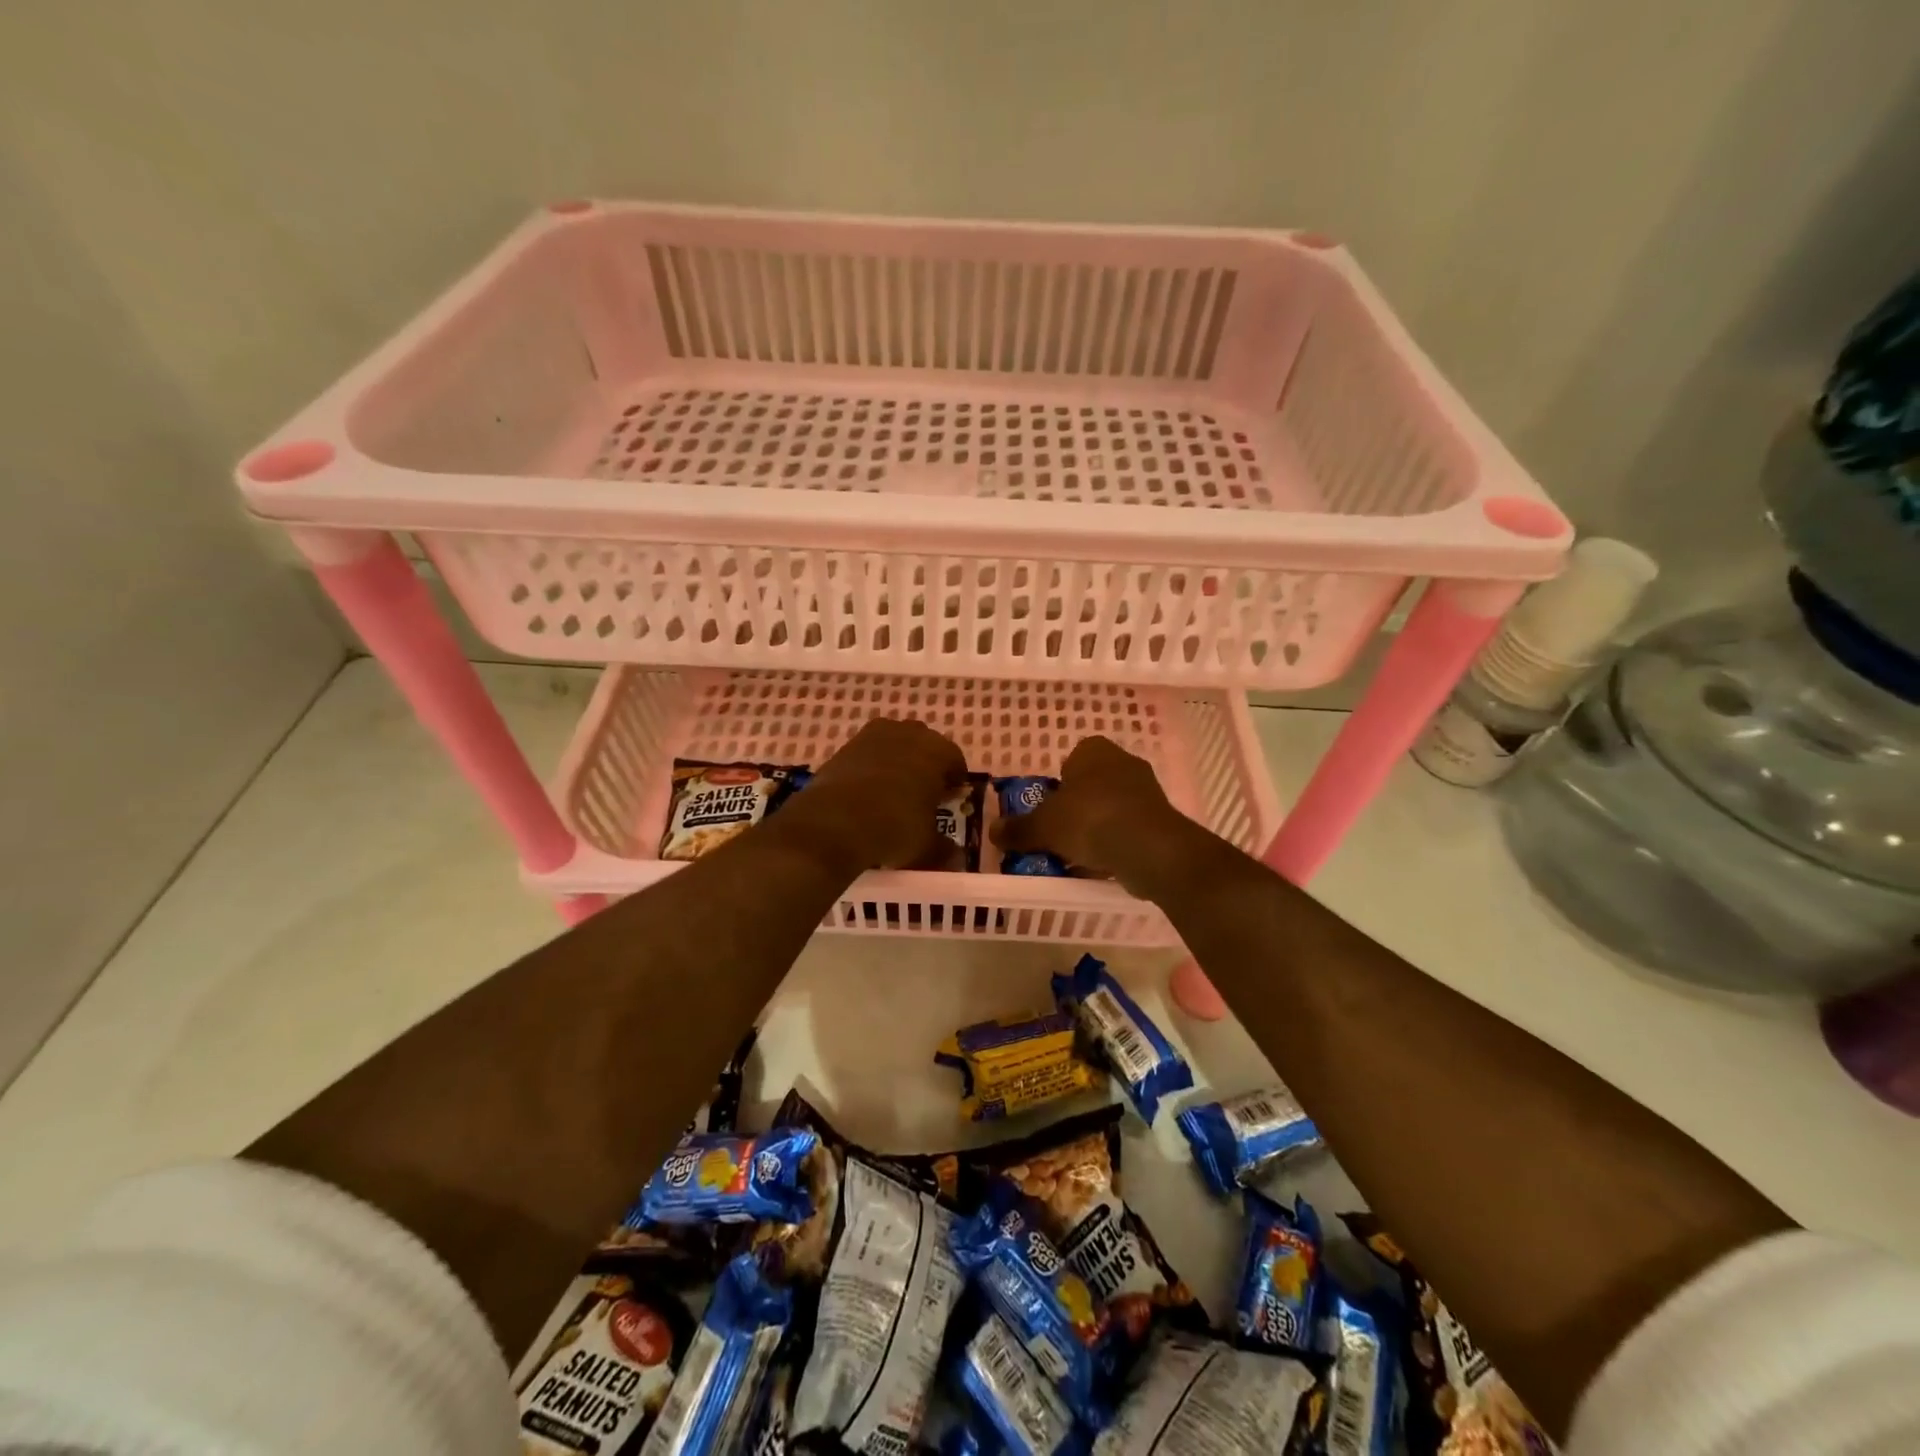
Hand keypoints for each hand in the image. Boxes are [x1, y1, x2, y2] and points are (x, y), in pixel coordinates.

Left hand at [776, 717, 967, 872]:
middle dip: (926, 767)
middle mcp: (909, 733)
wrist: (834, 821)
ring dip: (898, 763)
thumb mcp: (926, 846)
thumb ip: (944, 848)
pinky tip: (867, 793)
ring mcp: (874, 735)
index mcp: (937, 751)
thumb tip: (955, 857)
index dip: (955, 782)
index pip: (955, 761)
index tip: (950, 800)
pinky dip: (871, 768)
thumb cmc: (894, 827)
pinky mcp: (846, 746)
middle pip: (925, 747)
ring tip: (893, 793)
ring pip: (895, 746)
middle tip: (923, 795)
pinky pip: (868, 754)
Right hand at [990, 736, 1205, 896]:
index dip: (1056, 785)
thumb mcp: (1043, 826)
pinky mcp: (1160, 819)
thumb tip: (992, 831)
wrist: (1149, 848)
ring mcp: (1146, 791)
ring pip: (1110, 808)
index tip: (1047, 810)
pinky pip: (1128, 829)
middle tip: (1057, 834)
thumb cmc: (1089, 820)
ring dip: (1096, 828)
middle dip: (1075, 808)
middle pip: (1090, 785)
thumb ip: (1018, 829)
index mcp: (1094, 750)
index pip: (1070, 759)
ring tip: (1077, 855)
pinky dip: (1115, 843)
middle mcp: (1123, 762)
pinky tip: (1102, 864)